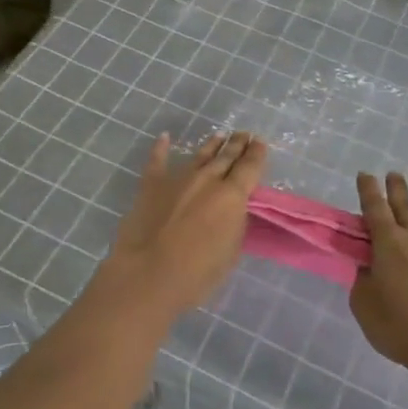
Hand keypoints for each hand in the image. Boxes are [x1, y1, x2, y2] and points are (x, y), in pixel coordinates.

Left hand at [100, 132, 267, 321]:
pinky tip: (164, 137)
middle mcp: (207, 179)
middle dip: (237, 144)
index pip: (250, 167)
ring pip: (199, 156)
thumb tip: (232, 209)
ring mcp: (178, 179)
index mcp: (232, 195)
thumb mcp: (231, 251)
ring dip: (211, 145)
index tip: (260, 142)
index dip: (256, 153)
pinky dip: (160, 148)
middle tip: (244, 134)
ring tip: (220, 135)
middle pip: (226, 156)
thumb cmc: (197, 273)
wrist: (148, 274)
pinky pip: (157, 161)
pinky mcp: (151, 185)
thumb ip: (234, 223)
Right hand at [350, 168, 407, 375]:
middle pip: (404, 205)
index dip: (368, 190)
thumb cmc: (402, 328)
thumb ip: (363, 282)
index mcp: (388, 244)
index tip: (365, 174)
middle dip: (396, 186)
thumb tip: (367, 266)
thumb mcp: (366, 307)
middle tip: (392, 172)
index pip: (374, 209)